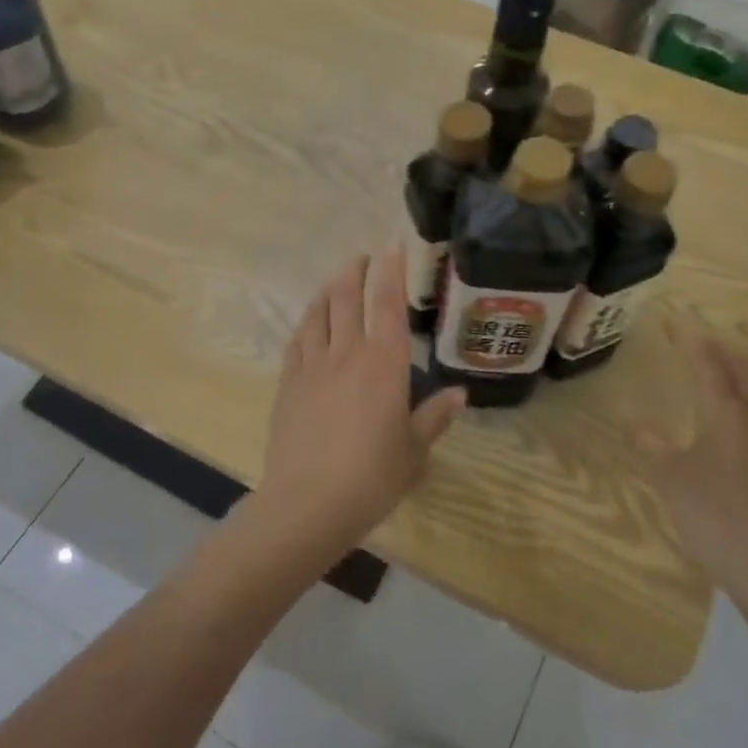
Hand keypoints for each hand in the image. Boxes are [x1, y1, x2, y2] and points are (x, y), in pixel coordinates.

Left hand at [255, 250, 466, 556]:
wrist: (308, 502)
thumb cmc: (372, 477)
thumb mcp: (414, 451)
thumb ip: (435, 417)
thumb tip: (460, 394)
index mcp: (385, 364)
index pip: (388, 303)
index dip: (391, 270)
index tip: (392, 244)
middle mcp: (348, 352)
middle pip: (346, 296)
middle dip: (355, 270)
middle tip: (363, 258)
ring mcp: (313, 365)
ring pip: (318, 312)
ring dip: (328, 289)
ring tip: (336, 279)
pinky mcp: (288, 383)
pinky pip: (297, 340)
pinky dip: (307, 322)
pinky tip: (310, 322)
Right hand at [640, 320, 747, 611]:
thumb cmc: (717, 516)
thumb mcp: (671, 479)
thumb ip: (654, 447)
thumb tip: (637, 425)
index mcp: (728, 413)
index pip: (708, 364)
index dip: (690, 340)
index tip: (674, 320)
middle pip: (744, 370)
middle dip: (721, 349)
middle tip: (698, 338)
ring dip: (742, 370)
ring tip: (723, 364)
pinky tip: (740, 414)